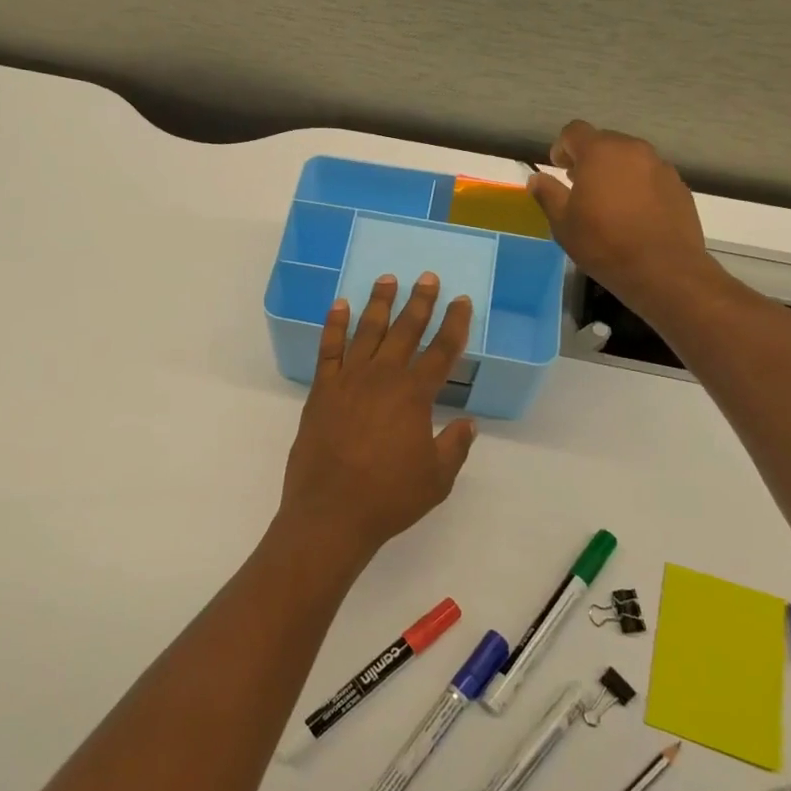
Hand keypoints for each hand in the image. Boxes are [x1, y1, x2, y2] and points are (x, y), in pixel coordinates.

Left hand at [277, 273, 477, 566]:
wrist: (331, 513)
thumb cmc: (389, 498)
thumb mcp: (436, 478)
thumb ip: (454, 446)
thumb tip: (468, 423)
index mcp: (414, 395)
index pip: (442, 351)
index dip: (455, 324)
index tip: (462, 301)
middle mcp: (382, 377)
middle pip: (406, 331)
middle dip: (420, 302)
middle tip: (428, 277)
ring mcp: (348, 380)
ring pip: (367, 331)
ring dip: (379, 303)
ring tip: (387, 279)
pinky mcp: (321, 390)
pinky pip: (328, 349)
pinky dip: (334, 325)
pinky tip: (339, 306)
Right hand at [528, 120, 720, 314]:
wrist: (663, 269)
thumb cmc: (604, 244)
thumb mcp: (563, 223)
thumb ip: (548, 194)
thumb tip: (536, 179)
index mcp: (599, 152)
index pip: (574, 131)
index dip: (562, 147)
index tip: (559, 169)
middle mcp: (632, 150)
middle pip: (605, 141)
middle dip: (589, 159)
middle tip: (581, 187)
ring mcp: (660, 166)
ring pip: (630, 158)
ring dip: (615, 172)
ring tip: (609, 203)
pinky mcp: (679, 185)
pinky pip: (650, 176)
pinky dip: (638, 186)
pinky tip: (635, 215)